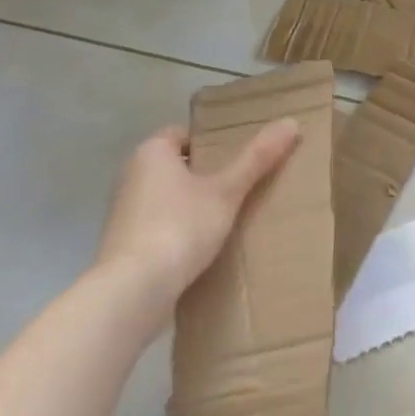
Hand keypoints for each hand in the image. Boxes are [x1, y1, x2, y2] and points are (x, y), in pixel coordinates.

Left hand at [95, 120, 301, 316]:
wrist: (132, 293)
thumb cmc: (179, 227)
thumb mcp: (227, 191)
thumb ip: (257, 158)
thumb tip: (291, 122)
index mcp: (150, 153)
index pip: (181, 134)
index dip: (210, 141)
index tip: (238, 155)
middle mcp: (130, 176)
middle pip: (175, 165)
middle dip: (205, 173)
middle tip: (242, 182)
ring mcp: (123, 214)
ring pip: (166, 197)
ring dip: (192, 204)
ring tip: (229, 215)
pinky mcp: (123, 246)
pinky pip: (158, 226)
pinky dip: (178, 230)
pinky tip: (204, 246)